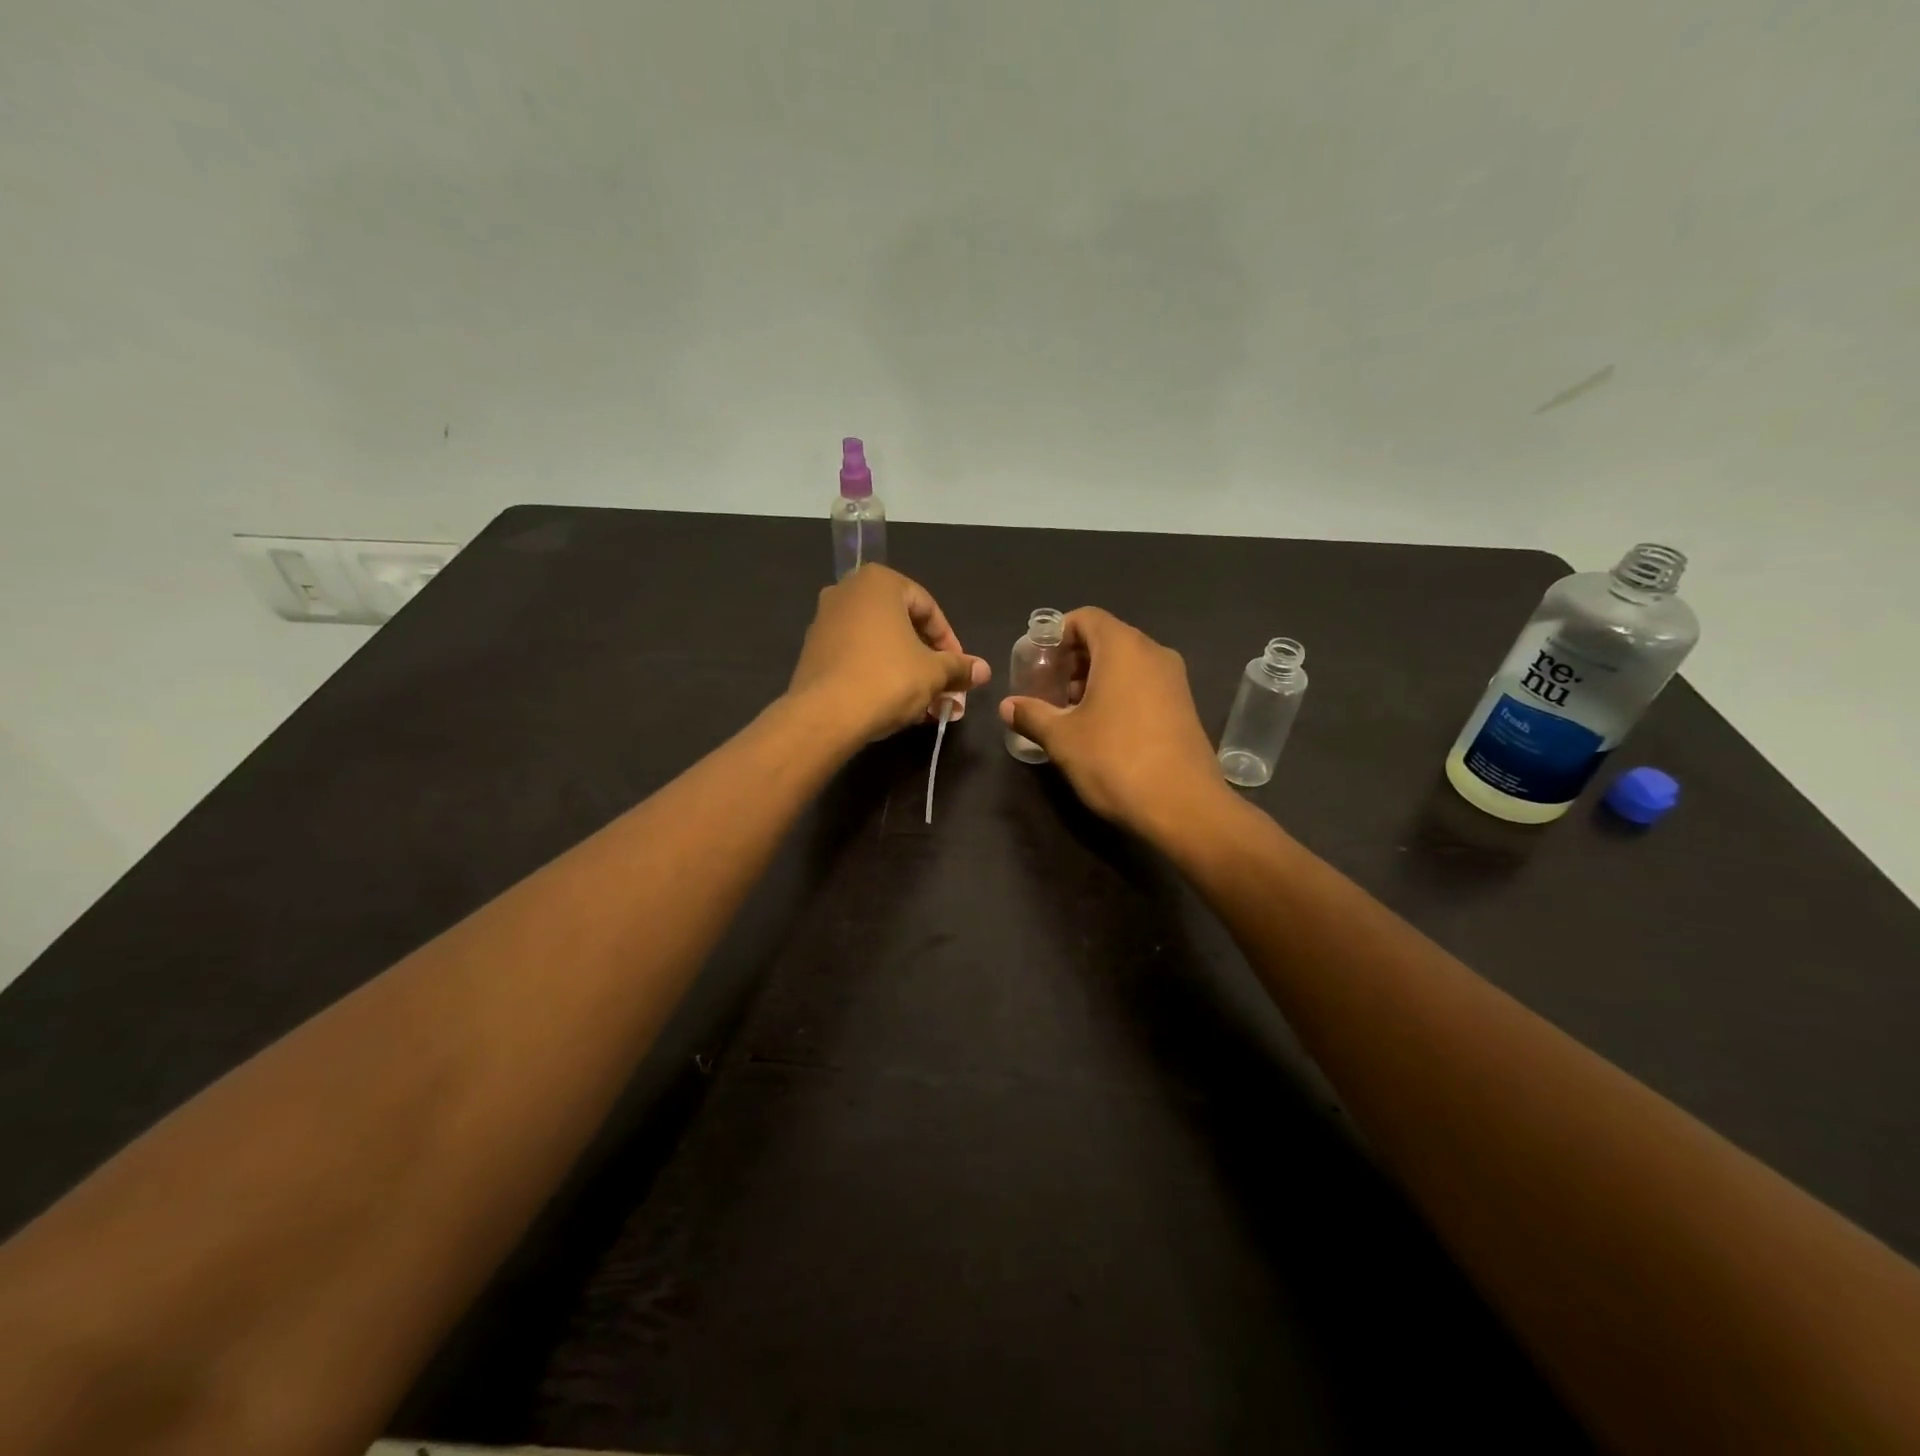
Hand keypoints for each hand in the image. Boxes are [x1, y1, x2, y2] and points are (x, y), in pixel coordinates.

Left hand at [788, 565, 990, 742]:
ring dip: (907, 672)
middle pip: (902, 626)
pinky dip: (880, 676)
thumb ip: (959, 667)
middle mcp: (847, 592)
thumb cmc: (888, 678)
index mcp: (879, 583)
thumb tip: (983, 670)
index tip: (960, 671)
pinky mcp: (813, 652)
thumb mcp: (934, 673)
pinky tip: (896, 706)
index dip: (950, 642)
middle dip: (928, 661)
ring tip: (926, 705)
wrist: (826, 715)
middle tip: (946, 690)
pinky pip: (857, 658)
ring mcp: (825, 621)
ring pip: (880, 645)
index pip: (928, 608)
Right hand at [999, 607, 1226, 839]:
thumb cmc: (1115, 760)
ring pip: (1126, 663)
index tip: (1036, 661)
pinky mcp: (1184, 706)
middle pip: (1106, 638)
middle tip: (1047, 688)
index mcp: (1123, 648)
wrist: (1183, 807)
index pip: (1086, 618)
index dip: (1057, 634)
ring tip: (1069, 711)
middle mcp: (1153, 653)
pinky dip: (1118, 693)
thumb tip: (1007, 706)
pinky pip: (1143, 684)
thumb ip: (1032, 715)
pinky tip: (1100, 728)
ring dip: (1094, 678)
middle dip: (1073, 659)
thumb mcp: (1063, 738)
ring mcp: (1174, 680)